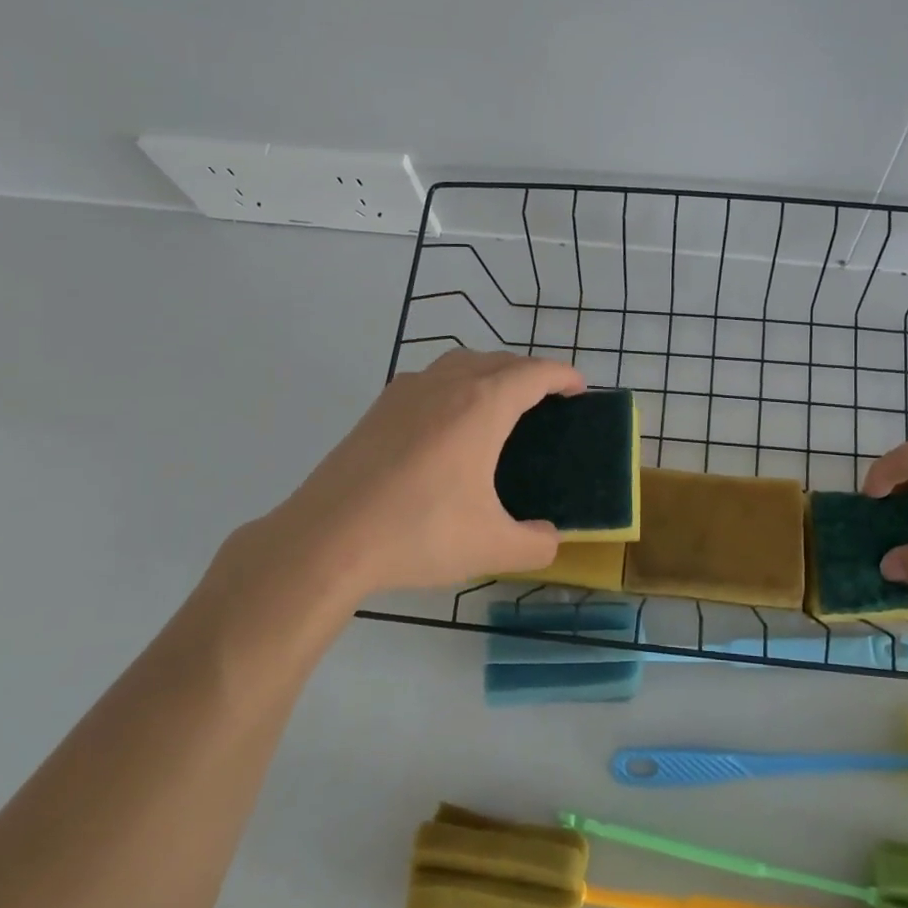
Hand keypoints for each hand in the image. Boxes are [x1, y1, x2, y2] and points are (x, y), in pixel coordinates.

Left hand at [212, 349, 584, 611]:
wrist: (327, 539)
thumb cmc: (419, 533)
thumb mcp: (492, 547)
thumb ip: (536, 544)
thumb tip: (549, 539)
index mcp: (482, 406)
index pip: (534, 373)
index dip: (563, 375)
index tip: (580, 387)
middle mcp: (446, 385)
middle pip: (499, 360)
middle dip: (529, 372)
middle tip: (546, 399)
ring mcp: (406, 392)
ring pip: (460, 363)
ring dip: (489, 371)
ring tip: (500, 403)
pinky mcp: (377, 409)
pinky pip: (430, 380)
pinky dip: (454, 385)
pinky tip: (447, 423)